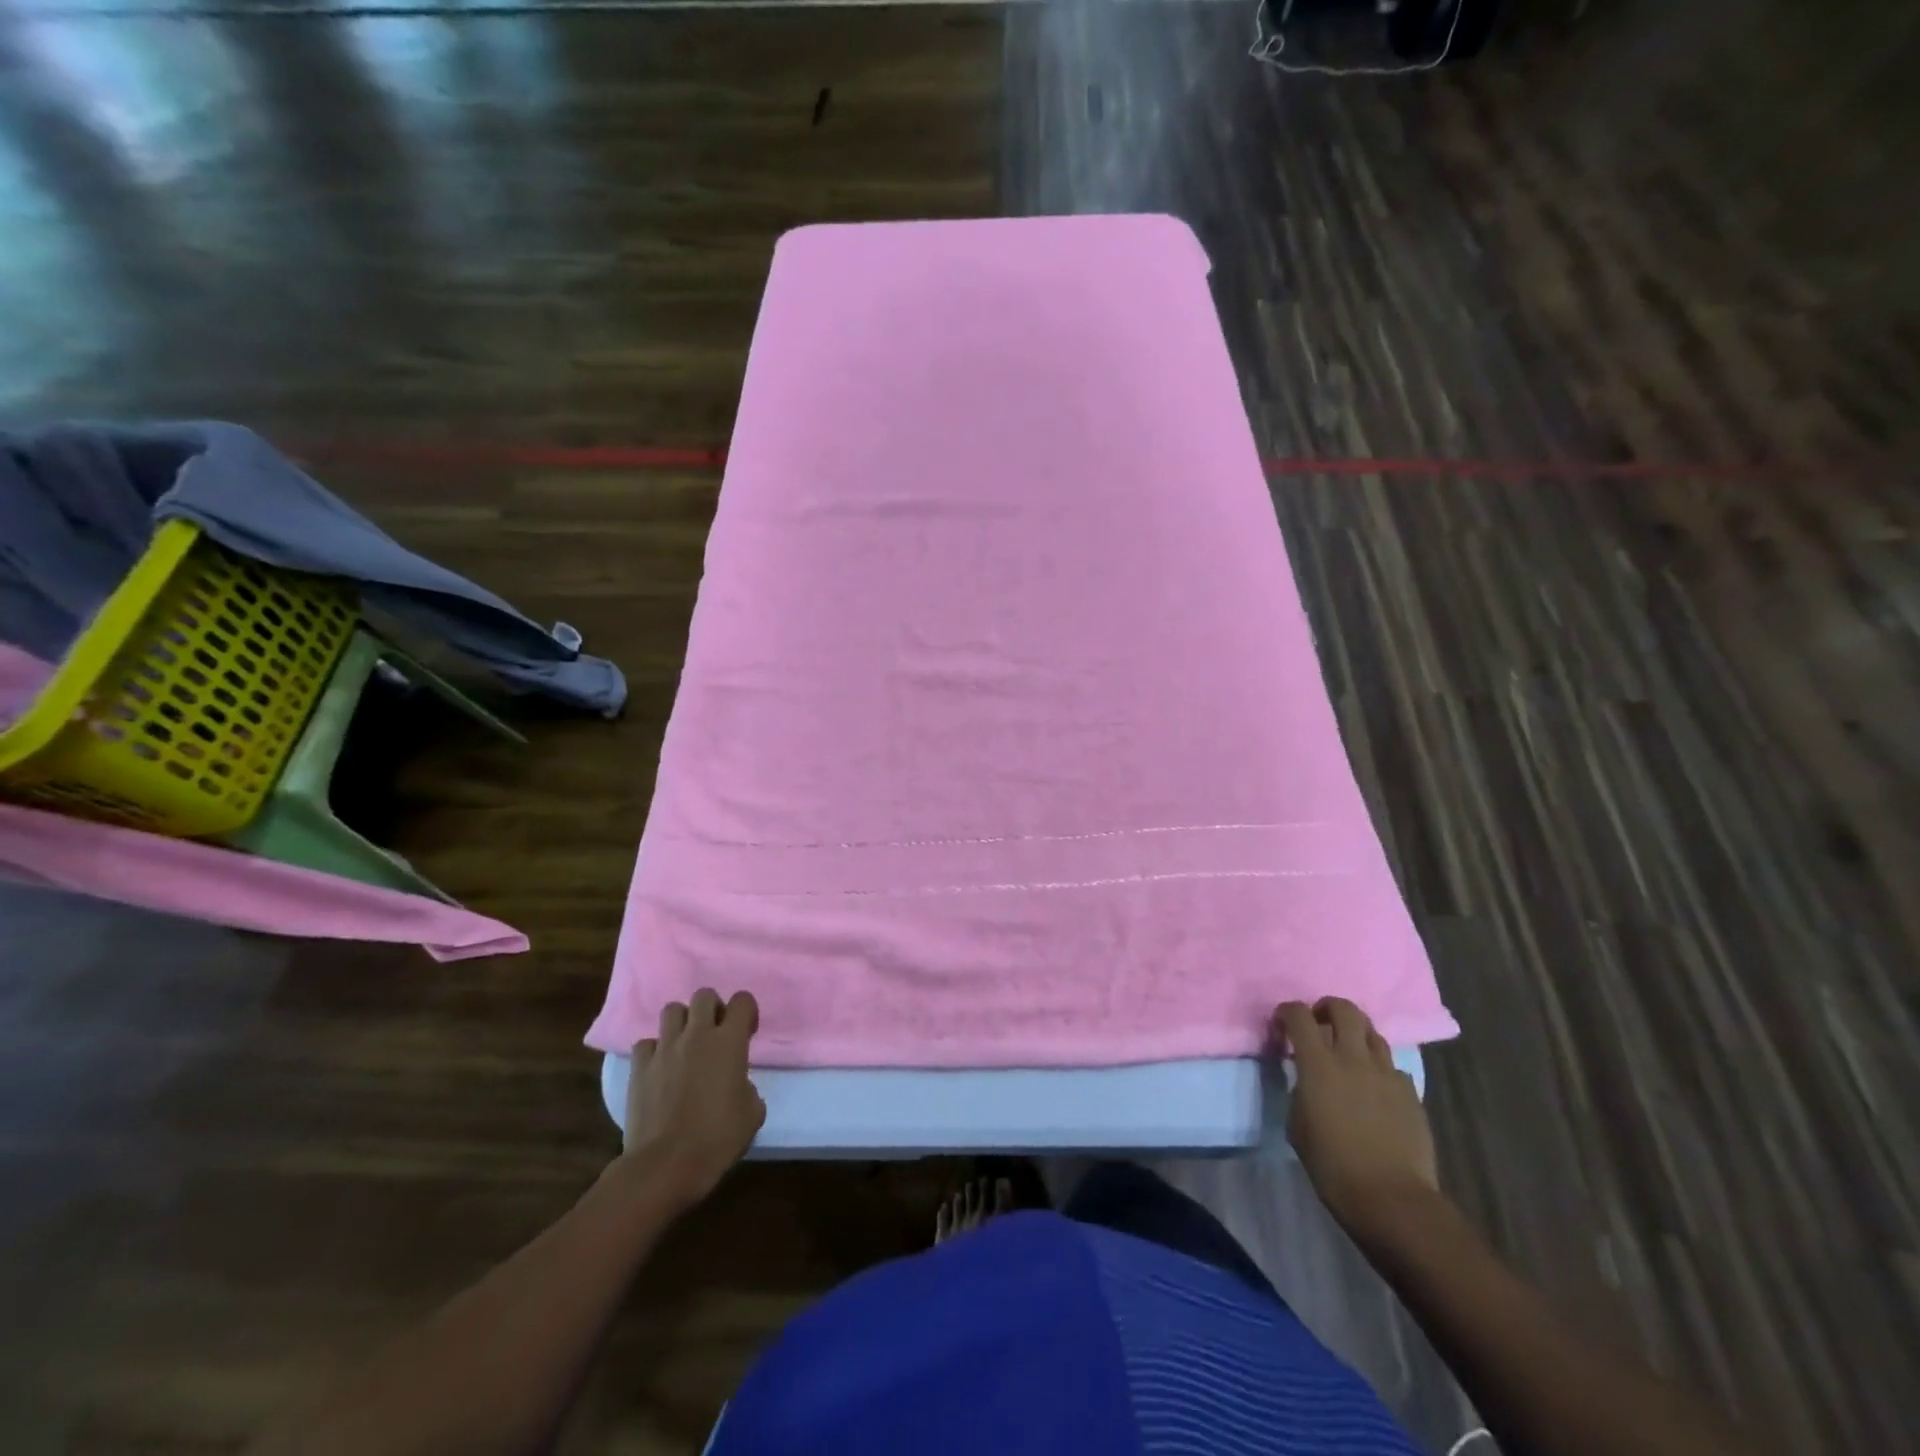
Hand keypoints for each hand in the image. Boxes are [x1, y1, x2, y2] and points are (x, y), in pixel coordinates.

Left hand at [622, 988, 766, 1208]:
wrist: (666, 1165)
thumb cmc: (717, 1138)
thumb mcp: (752, 1113)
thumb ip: (748, 1087)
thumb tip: (737, 1085)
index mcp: (729, 1042)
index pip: (742, 1000)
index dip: (747, 1012)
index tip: (747, 1034)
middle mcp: (697, 1035)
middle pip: (703, 995)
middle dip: (712, 1008)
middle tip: (715, 1034)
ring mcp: (664, 1049)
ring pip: (672, 1010)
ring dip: (682, 1023)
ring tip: (685, 1046)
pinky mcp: (639, 1067)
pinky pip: (646, 1043)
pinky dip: (654, 1051)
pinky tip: (660, 1069)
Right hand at [1275, 998, 1438, 1232]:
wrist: (1391, 1198)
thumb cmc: (1332, 1165)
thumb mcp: (1297, 1123)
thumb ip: (1300, 1090)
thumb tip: (1307, 1079)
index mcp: (1319, 1064)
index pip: (1299, 1016)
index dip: (1288, 1011)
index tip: (1282, 1023)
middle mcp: (1354, 1059)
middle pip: (1345, 1009)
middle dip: (1328, 1008)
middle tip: (1320, 1023)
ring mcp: (1387, 1074)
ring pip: (1373, 1033)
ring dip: (1356, 1036)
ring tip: (1348, 1054)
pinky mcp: (1411, 1094)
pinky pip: (1393, 1067)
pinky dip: (1380, 1069)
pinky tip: (1374, 1089)